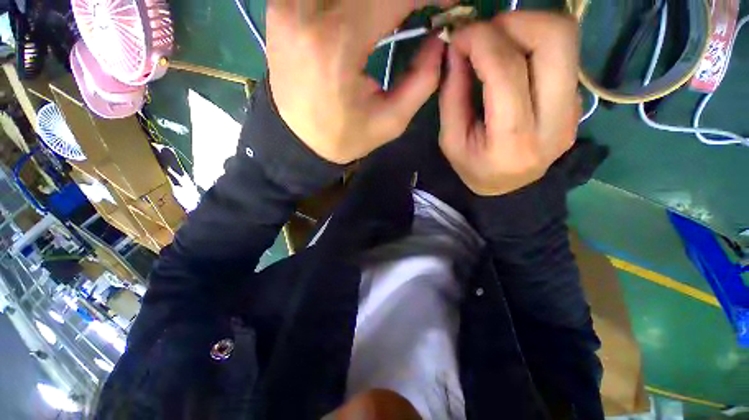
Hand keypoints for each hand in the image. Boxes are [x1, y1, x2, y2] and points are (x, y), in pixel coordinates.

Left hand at [267, 0, 454, 163]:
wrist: (298, 140)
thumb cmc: (343, 137)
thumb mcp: (390, 122)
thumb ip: (423, 80)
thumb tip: (439, 39)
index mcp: (337, 43)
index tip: (449, 3)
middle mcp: (307, 9)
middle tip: (421, 8)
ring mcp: (288, 2)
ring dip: (378, 1)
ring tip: (396, 14)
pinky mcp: (282, 4)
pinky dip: (353, 2)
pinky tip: (365, 13)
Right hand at [439, 12, 579, 195]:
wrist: (509, 188)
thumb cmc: (474, 168)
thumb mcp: (451, 140)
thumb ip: (452, 95)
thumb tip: (456, 49)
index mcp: (512, 140)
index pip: (507, 71)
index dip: (481, 41)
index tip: (459, 36)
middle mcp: (554, 121)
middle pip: (555, 39)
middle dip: (514, 21)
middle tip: (484, 33)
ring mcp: (572, 109)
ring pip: (565, 38)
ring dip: (526, 26)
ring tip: (497, 43)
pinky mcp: (576, 101)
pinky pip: (562, 54)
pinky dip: (534, 43)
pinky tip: (512, 60)